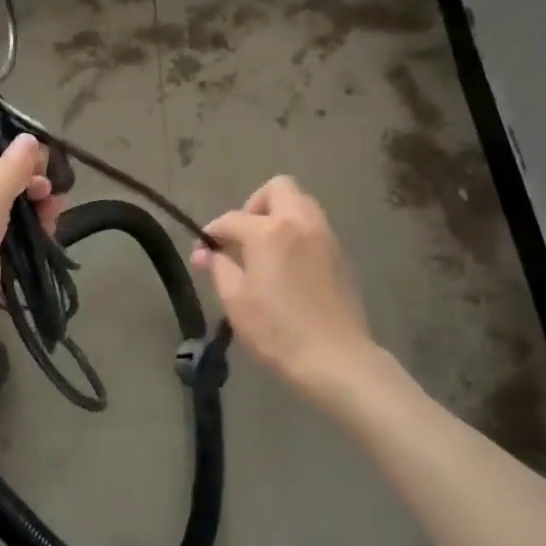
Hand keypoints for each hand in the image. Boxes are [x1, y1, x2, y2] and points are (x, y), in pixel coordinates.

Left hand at [0, 136, 61, 369]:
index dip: (24, 157)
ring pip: (15, 212)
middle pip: (8, 182)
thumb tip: (30, 138)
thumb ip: (14, 168)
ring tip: (54, 222)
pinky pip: (15, 240)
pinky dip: (33, 238)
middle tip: (53, 200)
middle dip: (35, 187)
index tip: (49, 169)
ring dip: (38, 214)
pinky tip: (50, 239)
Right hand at [193, 175, 398, 414]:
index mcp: (269, 231)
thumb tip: (205, 252)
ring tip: (267, 249)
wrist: (335, 357)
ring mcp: (324, 235)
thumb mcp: (236, 301)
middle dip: (255, 204)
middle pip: (278, 188)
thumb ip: (219, 268)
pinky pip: (315, 226)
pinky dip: (298, 232)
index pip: (232, 219)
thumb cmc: (277, 330)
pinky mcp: (340, 253)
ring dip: (280, 214)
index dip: (214, 232)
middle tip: (244, 236)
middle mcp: (299, 222)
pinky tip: (290, 265)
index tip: (205, 250)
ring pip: (302, 203)